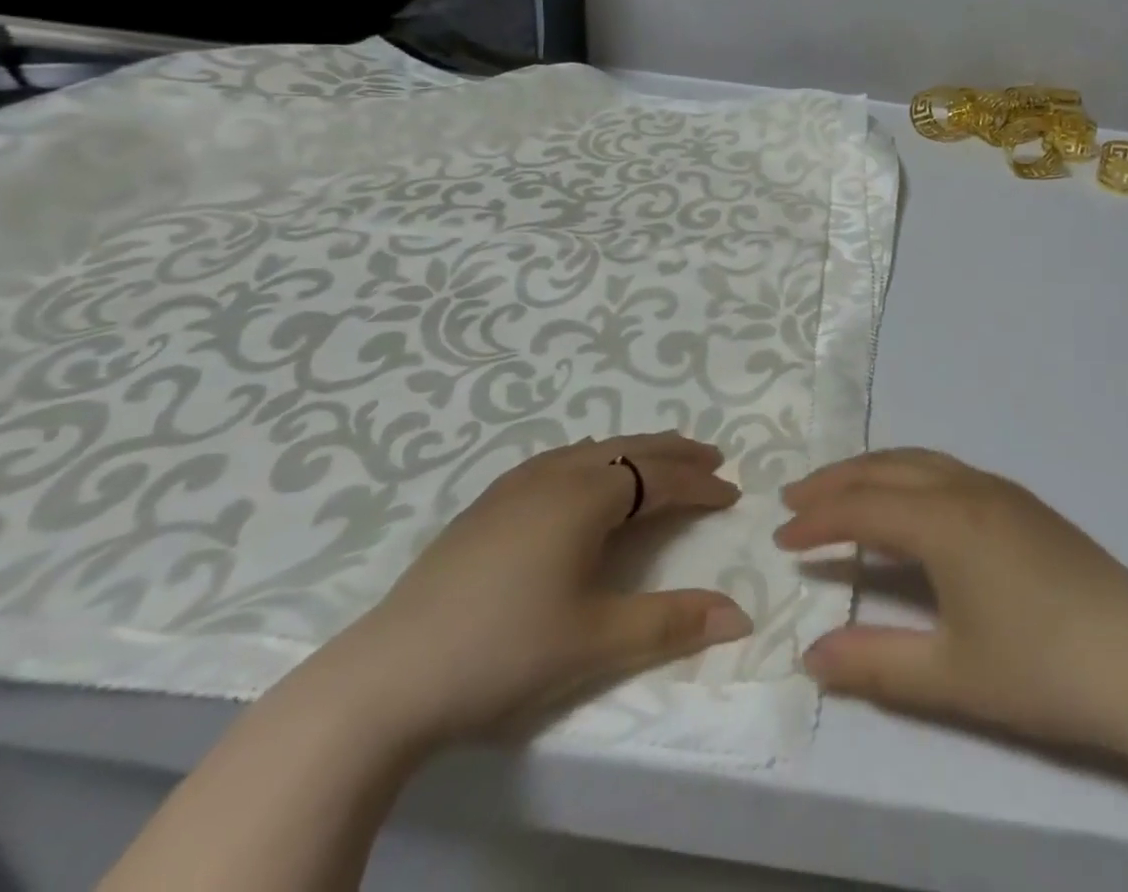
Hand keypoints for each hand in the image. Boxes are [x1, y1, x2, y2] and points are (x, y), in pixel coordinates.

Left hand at [334, 432, 751, 747]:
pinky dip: (595, 459)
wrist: (386, 678)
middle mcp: (555, 474)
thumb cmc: (504, 650)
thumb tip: (741, 616)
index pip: (661, 477)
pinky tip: (586, 477)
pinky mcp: (487, 505)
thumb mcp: (596, 640)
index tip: (732, 493)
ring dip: (635, 452)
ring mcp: (515, 485)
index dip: (700, 484)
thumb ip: (672, 622)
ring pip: (592, 449)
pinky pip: (560, 460)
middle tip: (712, 457)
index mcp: (586, 496)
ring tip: (660, 461)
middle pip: (630, 449)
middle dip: (675, 452)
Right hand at [776, 449, 1127, 761]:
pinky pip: (947, 470)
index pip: (864, 508)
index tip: (781, 538)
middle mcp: (968, 489)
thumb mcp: (949, 676)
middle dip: (837, 480)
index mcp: (946, 521)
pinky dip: (908, 475)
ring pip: (921, 460)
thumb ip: (874, 663)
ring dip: (874, 470)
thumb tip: (809, 654)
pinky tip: (908, 503)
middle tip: (795, 497)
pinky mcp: (1021, 503)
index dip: (818, 521)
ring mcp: (1000, 490)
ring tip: (839, 490)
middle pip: (888, 467)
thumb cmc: (1041, 668)